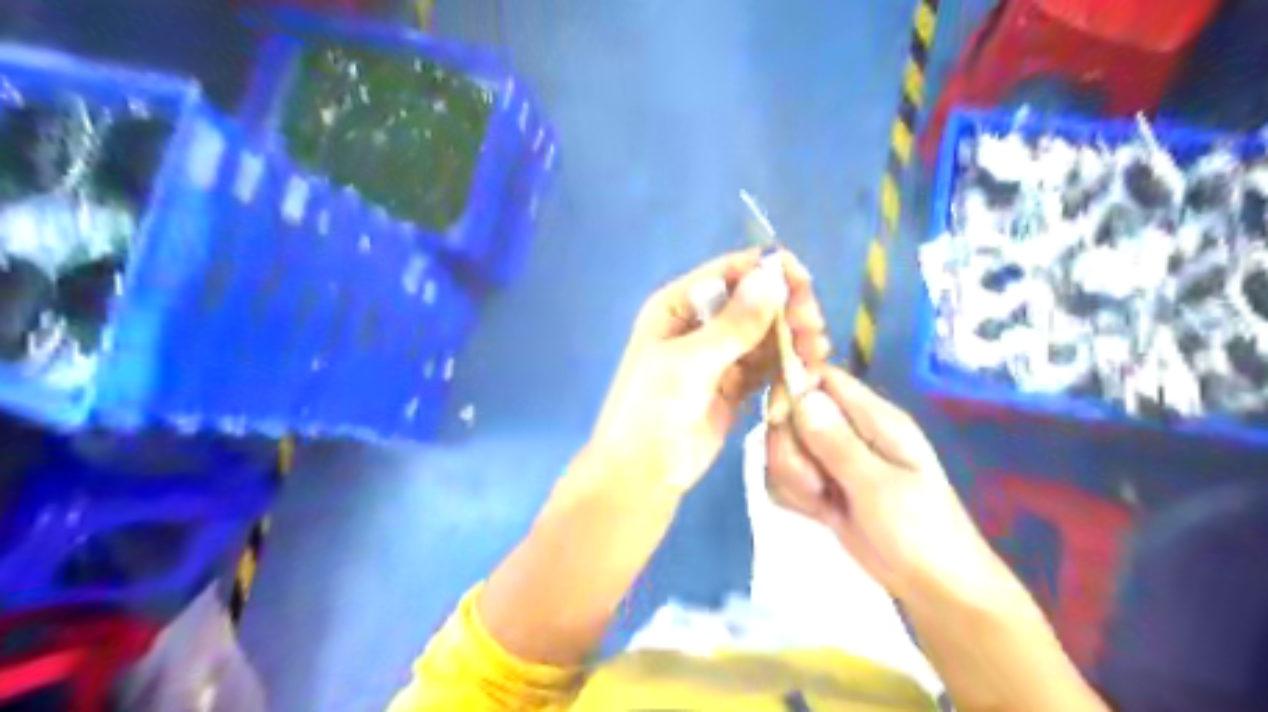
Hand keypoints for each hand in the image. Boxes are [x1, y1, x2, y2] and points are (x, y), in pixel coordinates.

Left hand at [581, 247, 833, 496]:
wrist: (643, 473)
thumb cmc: (652, 409)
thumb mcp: (689, 363)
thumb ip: (734, 324)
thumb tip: (772, 277)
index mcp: (678, 306)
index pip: (729, 273)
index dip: (767, 272)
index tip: (804, 283)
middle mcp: (700, 324)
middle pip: (753, 302)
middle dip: (786, 309)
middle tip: (813, 326)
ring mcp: (719, 356)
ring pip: (764, 334)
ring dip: (792, 338)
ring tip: (816, 351)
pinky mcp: (734, 385)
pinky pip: (766, 365)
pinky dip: (786, 365)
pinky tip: (806, 371)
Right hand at [762, 371, 1013, 609]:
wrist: (935, 588)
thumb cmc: (920, 533)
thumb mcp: (879, 487)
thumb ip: (837, 443)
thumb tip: (800, 394)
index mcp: (873, 418)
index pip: (821, 377)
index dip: (792, 389)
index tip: (778, 420)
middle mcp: (848, 431)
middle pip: (792, 413)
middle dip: (790, 450)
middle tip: (816, 484)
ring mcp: (832, 459)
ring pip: (784, 447)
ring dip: (792, 477)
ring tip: (824, 503)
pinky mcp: (821, 486)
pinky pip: (785, 477)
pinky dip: (793, 496)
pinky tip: (818, 514)